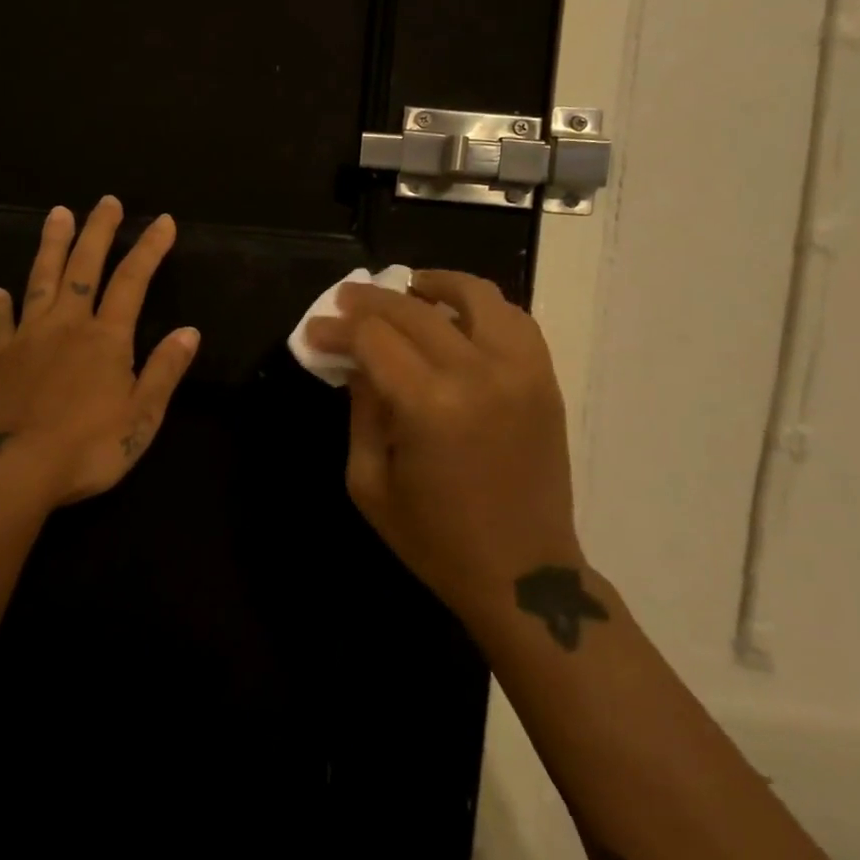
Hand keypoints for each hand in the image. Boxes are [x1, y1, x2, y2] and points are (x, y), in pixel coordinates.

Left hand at [0, 196, 199, 507]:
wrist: (13, 472)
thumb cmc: (87, 448)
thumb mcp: (142, 417)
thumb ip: (164, 370)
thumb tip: (189, 331)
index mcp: (106, 338)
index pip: (133, 280)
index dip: (150, 248)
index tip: (163, 221)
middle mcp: (67, 325)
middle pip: (84, 266)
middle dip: (98, 231)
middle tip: (105, 201)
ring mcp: (27, 338)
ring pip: (40, 280)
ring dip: (51, 246)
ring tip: (57, 215)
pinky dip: (0, 305)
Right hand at [304, 270, 579, 632]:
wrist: (524, 575)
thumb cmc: (435, 539)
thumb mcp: (369, 482)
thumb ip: (360, 410)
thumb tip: (356, 361)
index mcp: (429, 406)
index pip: (372, 339)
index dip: (337, 329)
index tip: (315, 330)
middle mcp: (478, 374)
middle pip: (414, 310)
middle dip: (370, 301)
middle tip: (344, 301)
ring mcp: (520, 371)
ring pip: (475, 296)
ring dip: (434, 285)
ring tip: (407, 288)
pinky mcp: (544, 379)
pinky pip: (515, 320)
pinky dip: (481, 306)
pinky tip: (457, 316)